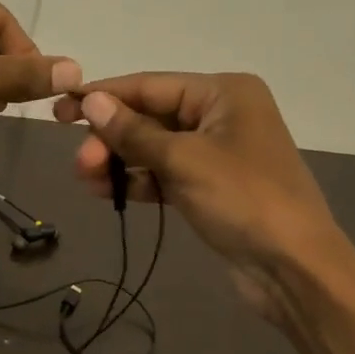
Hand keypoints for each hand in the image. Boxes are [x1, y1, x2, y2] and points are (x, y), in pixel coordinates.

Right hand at [54, 71, 354, 353]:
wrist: (293, 268)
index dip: (104, 96)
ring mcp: (217, 153)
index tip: (60, 108)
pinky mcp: (212, 187)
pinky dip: (138, 181)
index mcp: (224, 93)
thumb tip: (92, 101)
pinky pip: (165, 174)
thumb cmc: (243, 200)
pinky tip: (107, 192)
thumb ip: (134, 131)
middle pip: (151, 117)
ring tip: (85, 179)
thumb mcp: (183, 160)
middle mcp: (222, 114)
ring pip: (155, 148)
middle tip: (79, 164)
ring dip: (119, 161)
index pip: (150, 86)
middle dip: (112, 138)